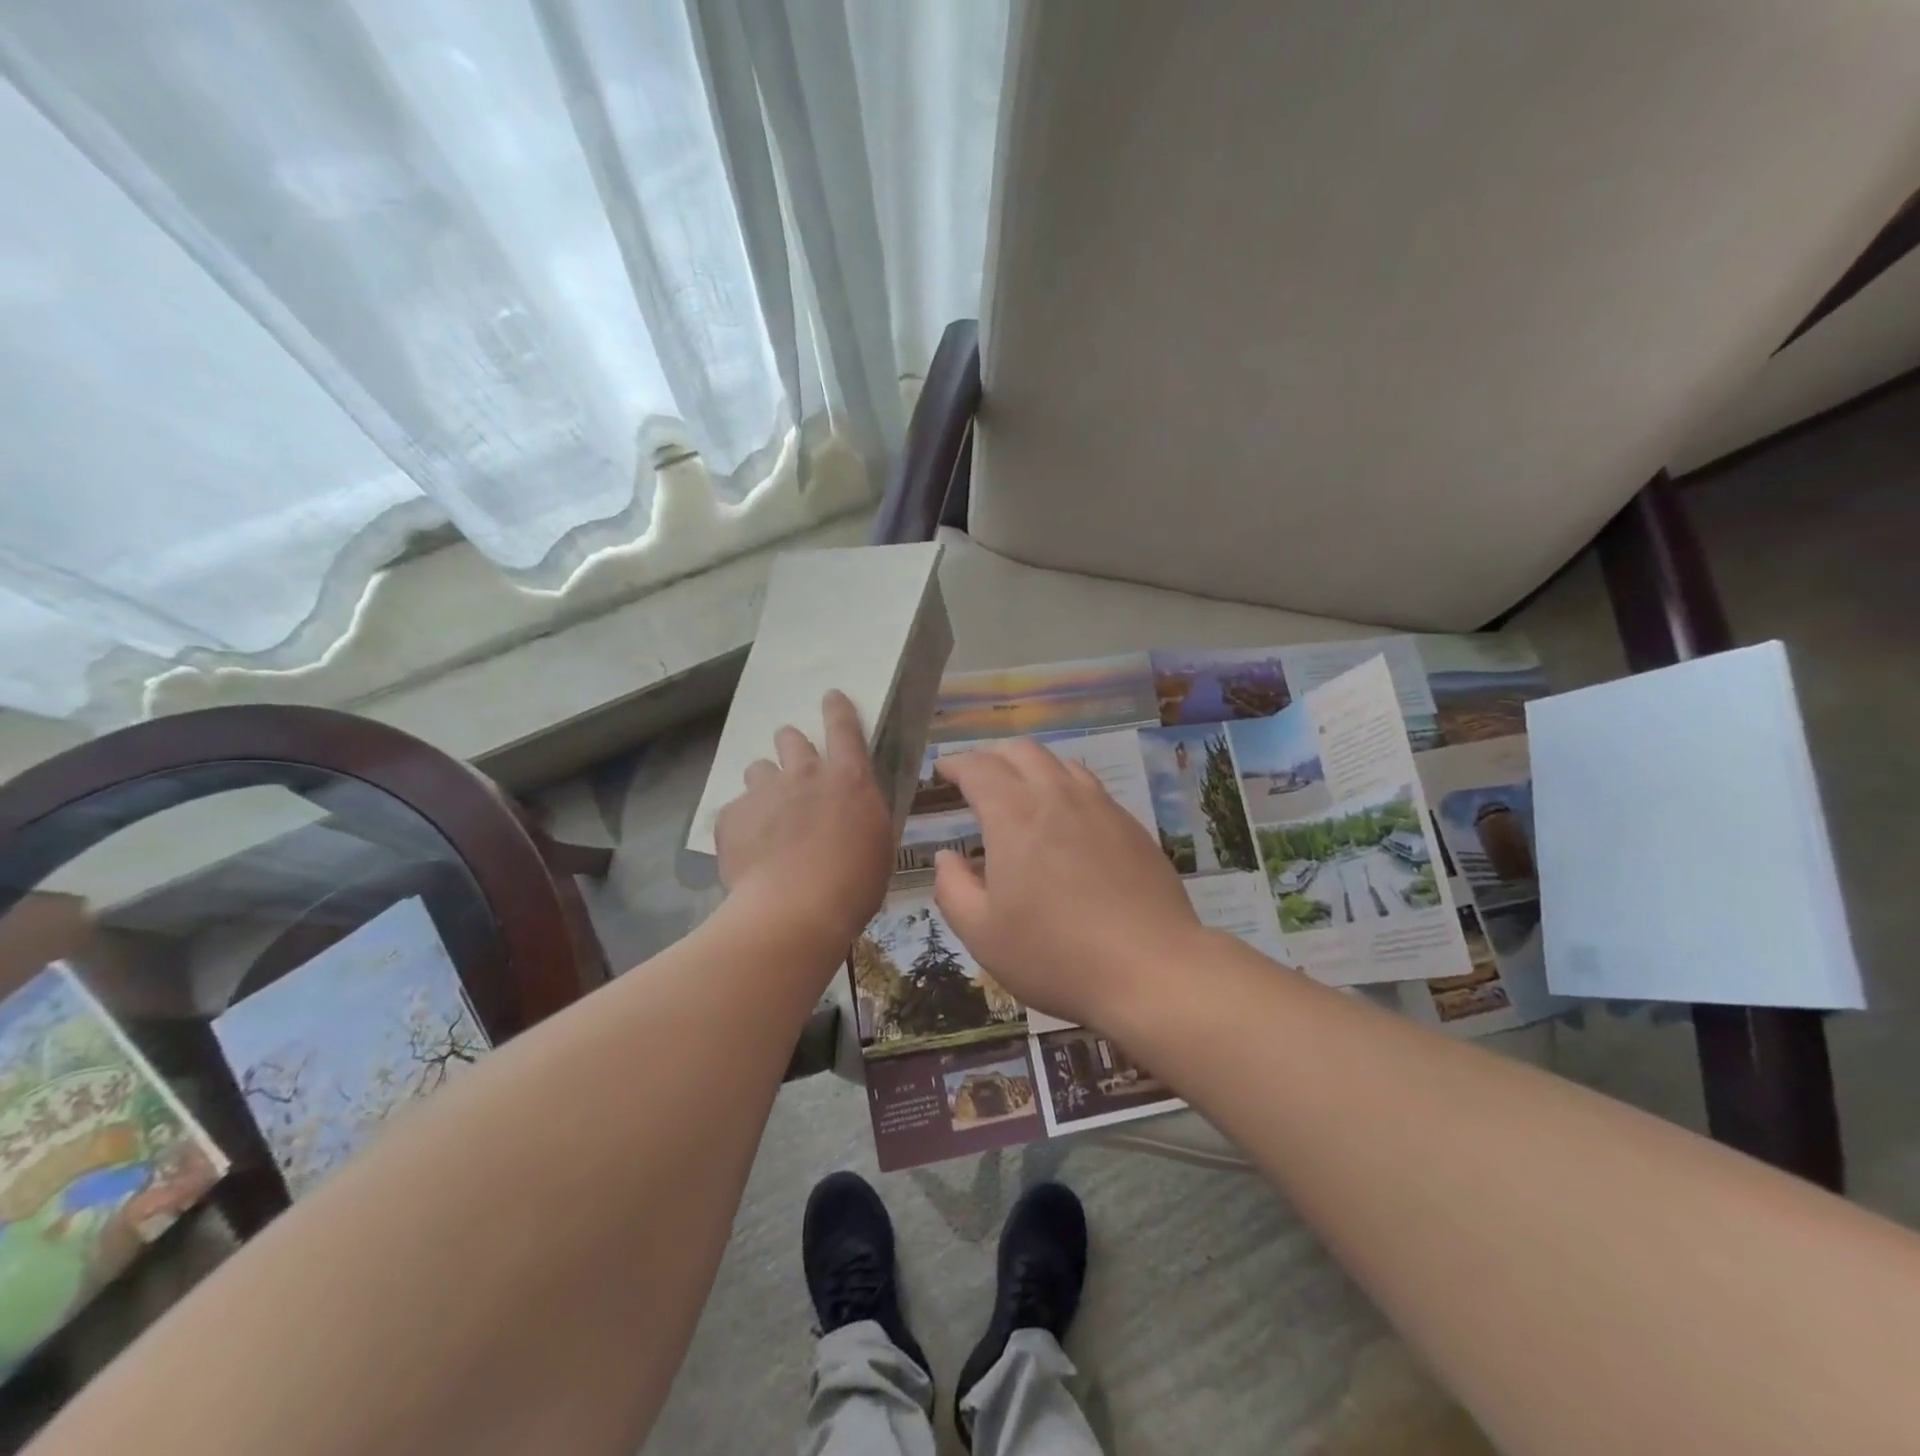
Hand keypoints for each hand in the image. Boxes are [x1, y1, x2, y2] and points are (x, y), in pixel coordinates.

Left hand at [715, 690, 893, 947]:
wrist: (794, 911)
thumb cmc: (853, 884)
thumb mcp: (877, 846)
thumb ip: (863, 818)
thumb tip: (854, 814)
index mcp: (848, 778)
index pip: (844, 727)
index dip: (837, 708)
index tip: (830, 695)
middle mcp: (804, 774)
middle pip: (790, 739)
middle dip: (791, 746)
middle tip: (795, 769)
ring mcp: (764, 792)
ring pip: (758, 769)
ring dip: (766, 784)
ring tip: (768, 815)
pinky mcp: (731, 816)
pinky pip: (736, 809)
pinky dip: (743, 823)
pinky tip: (748, 850)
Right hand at [932, 740, 1203, 1028]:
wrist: (1151, 969)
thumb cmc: (1055, 955)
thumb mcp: (982, 934)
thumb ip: (953, 889)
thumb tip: (946, 857)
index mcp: (1014, 815)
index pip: (979, 768)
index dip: (956, 764)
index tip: (943, 770)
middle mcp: (1057, 796)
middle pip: (1021, 751)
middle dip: (992, 755)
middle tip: (977, 776)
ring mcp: (1101, 807)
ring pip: (1060, 763)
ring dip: (1031, 766)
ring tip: (1020, 790)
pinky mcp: (1131, 826)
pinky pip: (1090, 787)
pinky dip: (1065, 786)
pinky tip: (1066, 818)